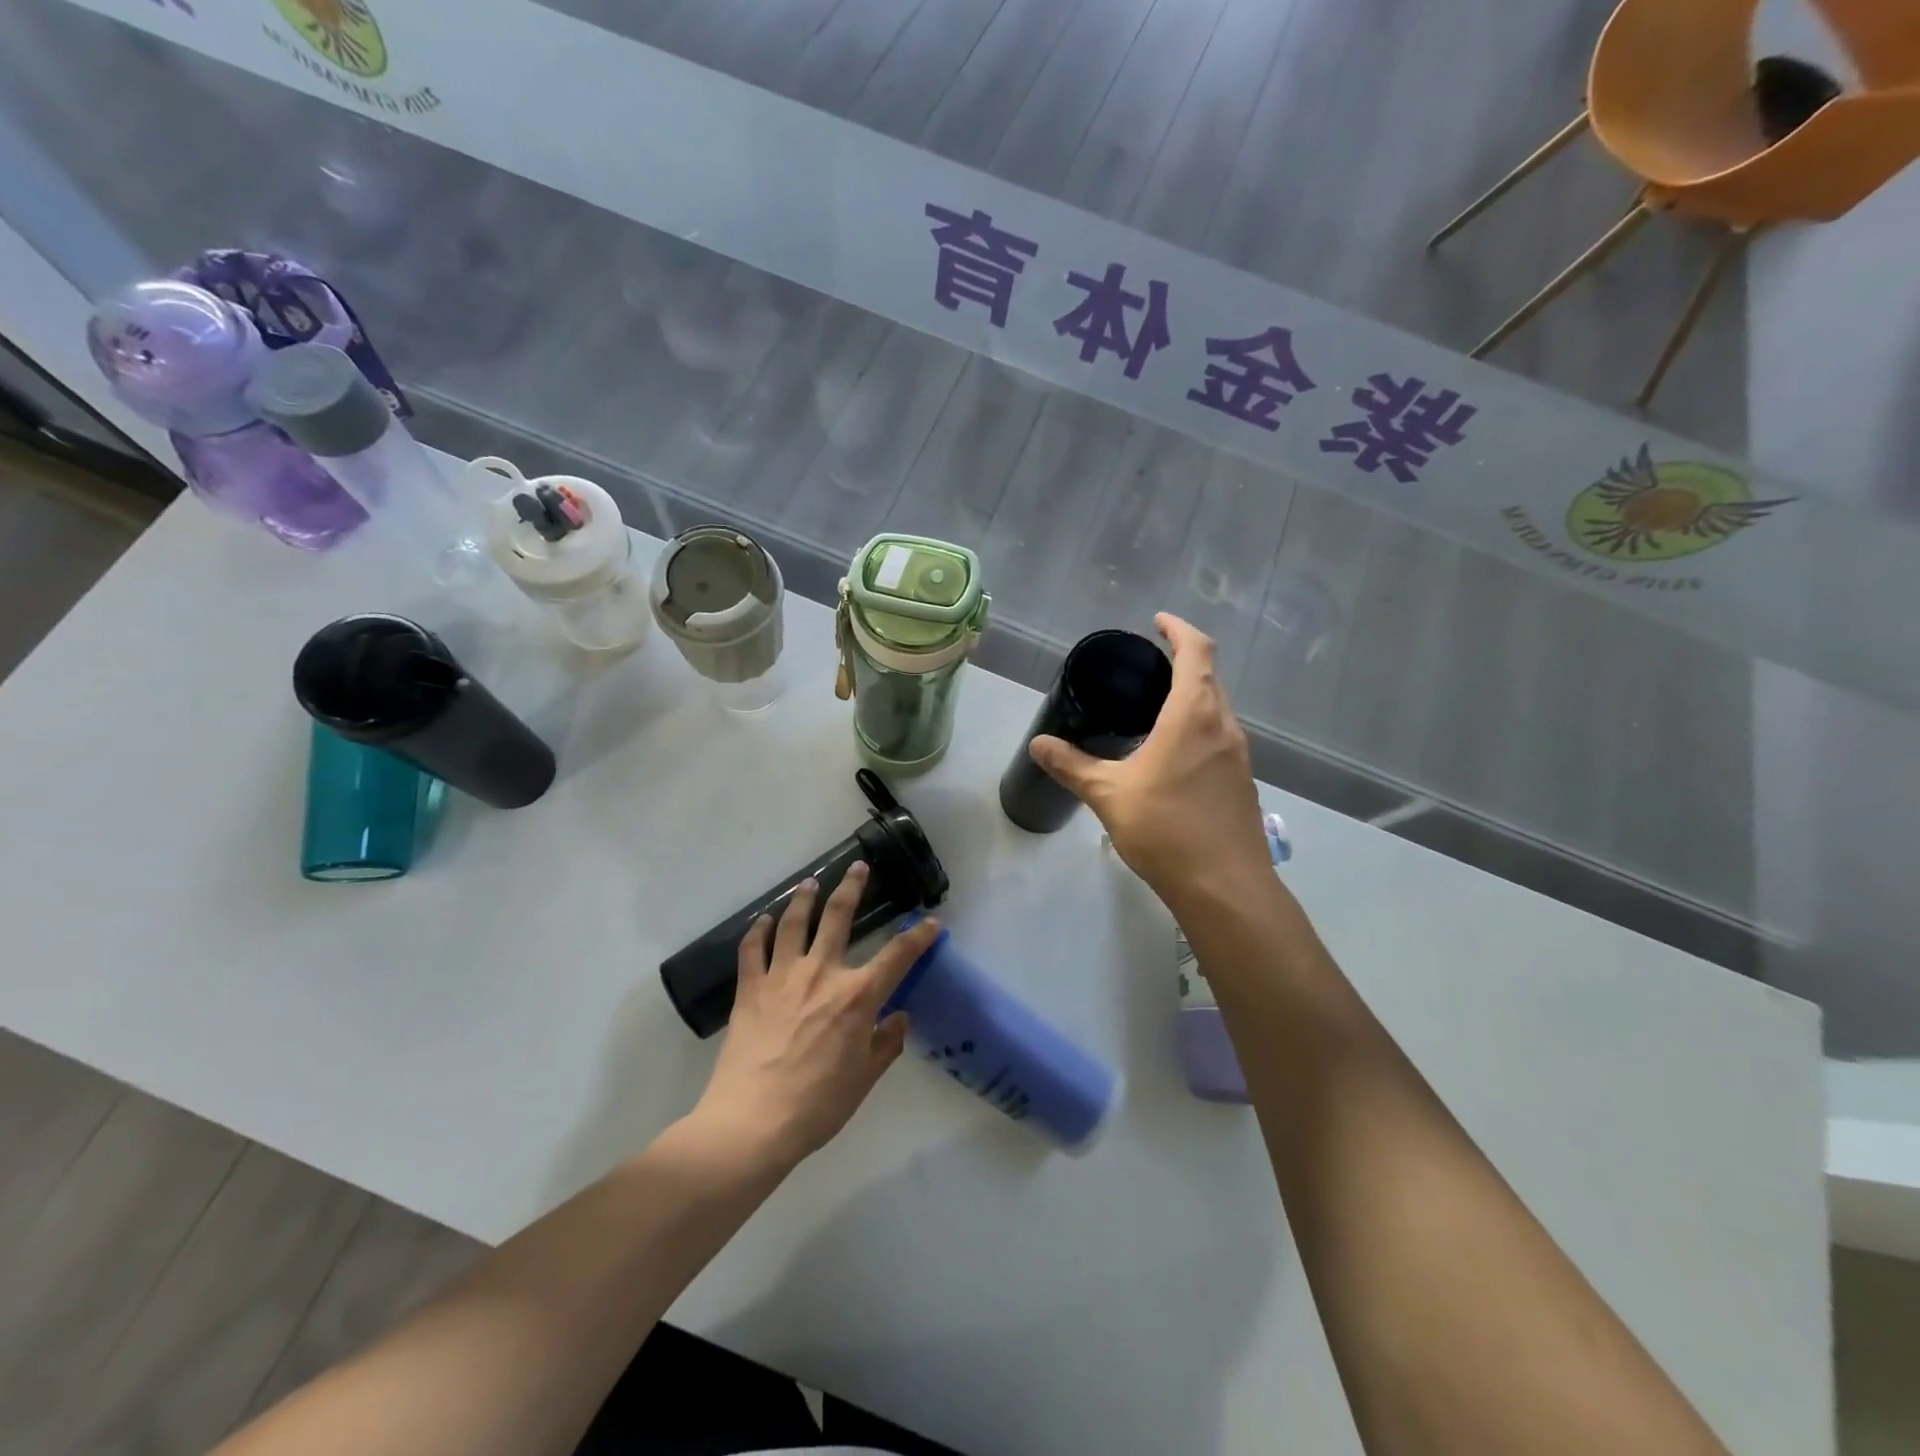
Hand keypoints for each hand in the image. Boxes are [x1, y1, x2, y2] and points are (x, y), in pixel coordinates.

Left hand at [694, 864, 940, 1167]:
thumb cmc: (817, 1105)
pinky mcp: (750, 989)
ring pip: (793, 923)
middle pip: (839, 917)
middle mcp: (822, 974)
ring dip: (803, 899)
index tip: (932, 922)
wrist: (753, 1122)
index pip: (898, 955)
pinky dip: (758, 930)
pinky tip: (763, 920)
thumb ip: (885, 1043)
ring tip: (809, 882)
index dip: (919, 936)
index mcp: (857, 996)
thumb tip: (899, 1017)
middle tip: (858, 867)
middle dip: (852, 888)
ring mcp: (782, 977)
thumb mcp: (864, 1078)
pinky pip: (753, 950)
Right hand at [1031, 613, 1268, 905]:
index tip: (1157, 623)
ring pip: (1217, 710)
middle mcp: (1224, 726)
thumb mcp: (1109, 795)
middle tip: (1146, 668)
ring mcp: (1240, 756)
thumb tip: (1039, 743)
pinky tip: (1172, 757)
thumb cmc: (1166, 830)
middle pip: (1210, 678)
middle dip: (1183, 663)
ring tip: (1154, 710)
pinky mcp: (1243, 783)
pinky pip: (1220, 739)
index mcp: (1194, 715)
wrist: (1225, 887)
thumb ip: (1072, 765)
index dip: (1179, 629)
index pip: (1197, 651)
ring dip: (1192, 698)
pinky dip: (1198, 730)